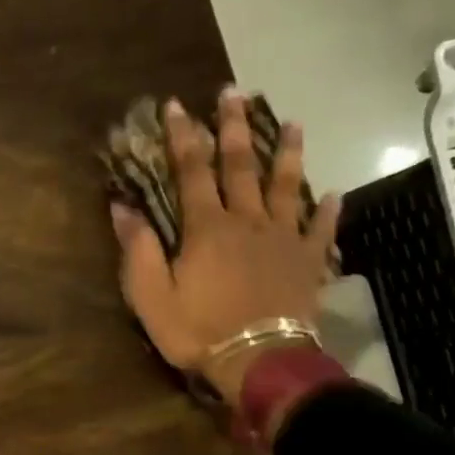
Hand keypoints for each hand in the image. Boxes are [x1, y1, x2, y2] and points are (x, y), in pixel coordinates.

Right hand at [111, 88, 340, 407]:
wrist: (258, 362)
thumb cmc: (198, 330)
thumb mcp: (151, 296)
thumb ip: (138, 249)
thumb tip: (121, 207)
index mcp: (207, 228)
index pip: (191, 171)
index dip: (182, 137)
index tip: (176, 105)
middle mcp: (247, 222)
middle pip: (241, 167)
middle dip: (233, 128)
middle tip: (234, 93)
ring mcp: (283, 240)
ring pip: (287, 187)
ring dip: (288, 153)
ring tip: (294, 123)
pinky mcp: (308, 263)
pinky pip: (320, 231)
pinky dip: (327, 212)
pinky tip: (333, 195)